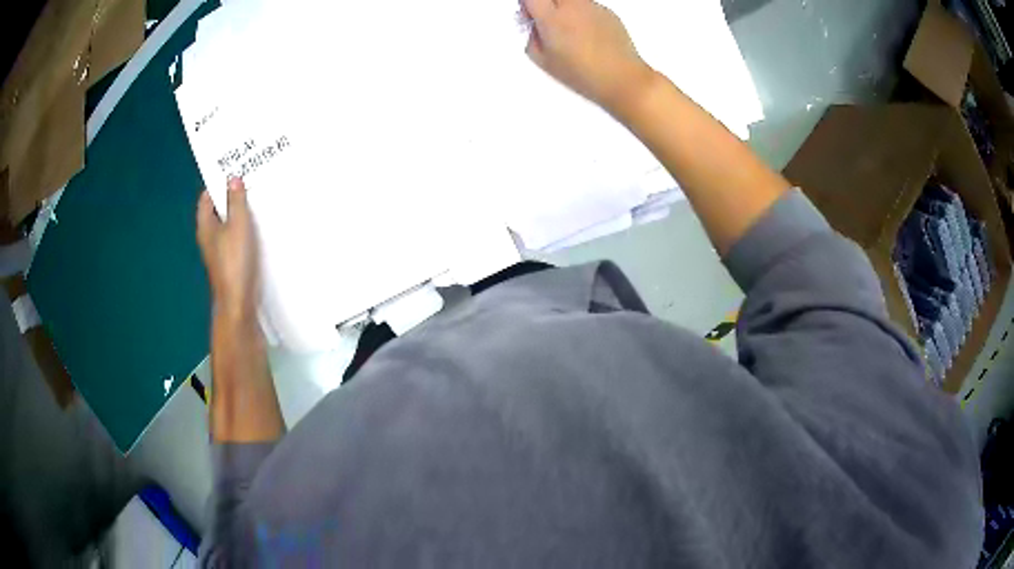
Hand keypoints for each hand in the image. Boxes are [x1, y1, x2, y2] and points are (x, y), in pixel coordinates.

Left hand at [197, 177, 260, 321]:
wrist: (239, 302)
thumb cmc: (234, 260)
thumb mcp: (238, 225)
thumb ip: (236, 200)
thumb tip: (233, 179)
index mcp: (205, 225)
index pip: (206, 197)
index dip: (217, 183)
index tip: (234, 171)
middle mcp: (209, 236)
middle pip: (217, 209)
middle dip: (231, 195)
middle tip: (249, 181)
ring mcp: (219, 250)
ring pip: (228, 223)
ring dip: (239, 212)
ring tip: (256, 199)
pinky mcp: (230, 260)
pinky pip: (236, 236)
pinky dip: (244, 227)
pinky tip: (259, 224)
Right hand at [522, 0, 655, 114]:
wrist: (621, 78)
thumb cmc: (583, 74)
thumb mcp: (544, 61)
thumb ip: (532, 38)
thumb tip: (534, 27)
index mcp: (552, 19)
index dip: (527, 4)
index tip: (528, 12)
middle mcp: (572, 7)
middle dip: (546, 2)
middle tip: (546, 17)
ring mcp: (592, 7)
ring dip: (564, 7)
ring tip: (570, 29)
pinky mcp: (608, 12)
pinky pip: (589, 6)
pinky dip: (583, 15)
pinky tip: (588, 35)